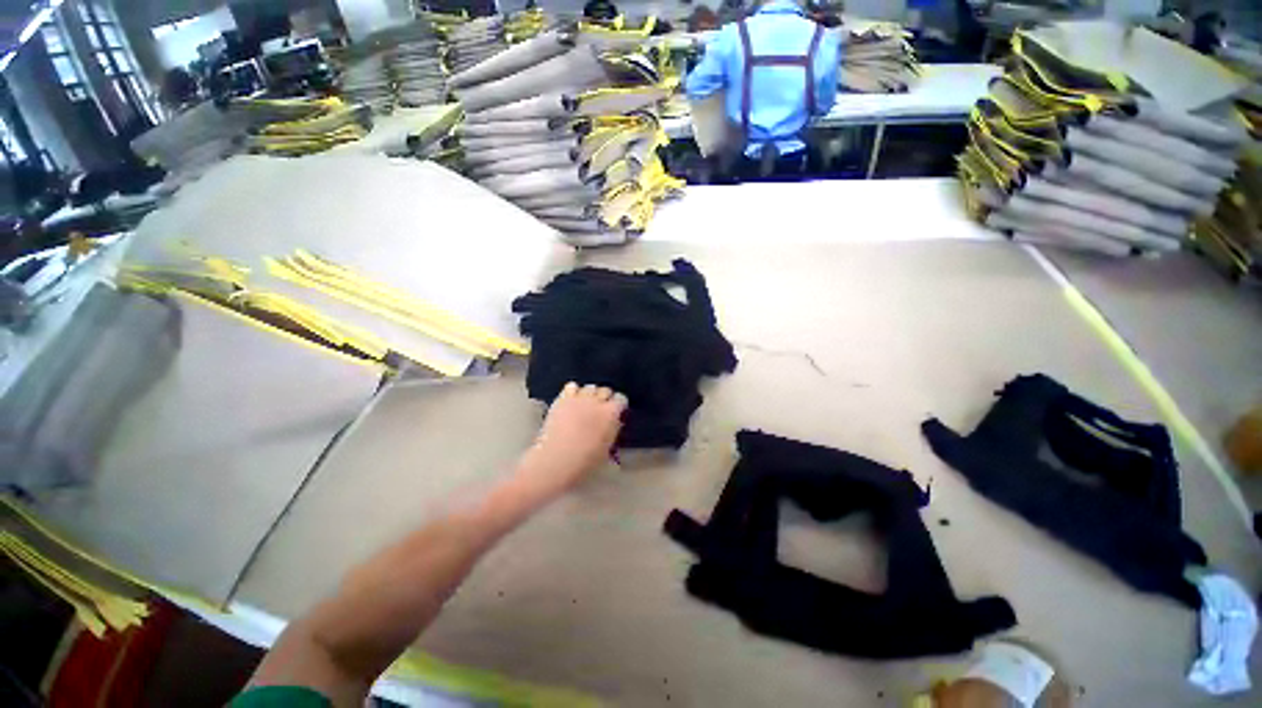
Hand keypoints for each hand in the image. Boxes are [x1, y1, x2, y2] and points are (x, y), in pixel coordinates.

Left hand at [518, 383, 627, 495]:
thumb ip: (613, 429)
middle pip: (605, 390)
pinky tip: (571, 401)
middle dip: (604, 398)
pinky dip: (573, 392)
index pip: (621, 398)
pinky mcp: (562, 398)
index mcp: (611, 413)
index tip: (616, 412)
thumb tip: (615, 420)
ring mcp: (579, 398)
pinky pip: (571, 386)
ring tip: (585, 404)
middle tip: (600, 410)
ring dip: (589, 394)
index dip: (618, 405)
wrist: (557, 459)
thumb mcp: (607, 447)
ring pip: (589, 387)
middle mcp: (597, 400)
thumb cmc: (586, 460)